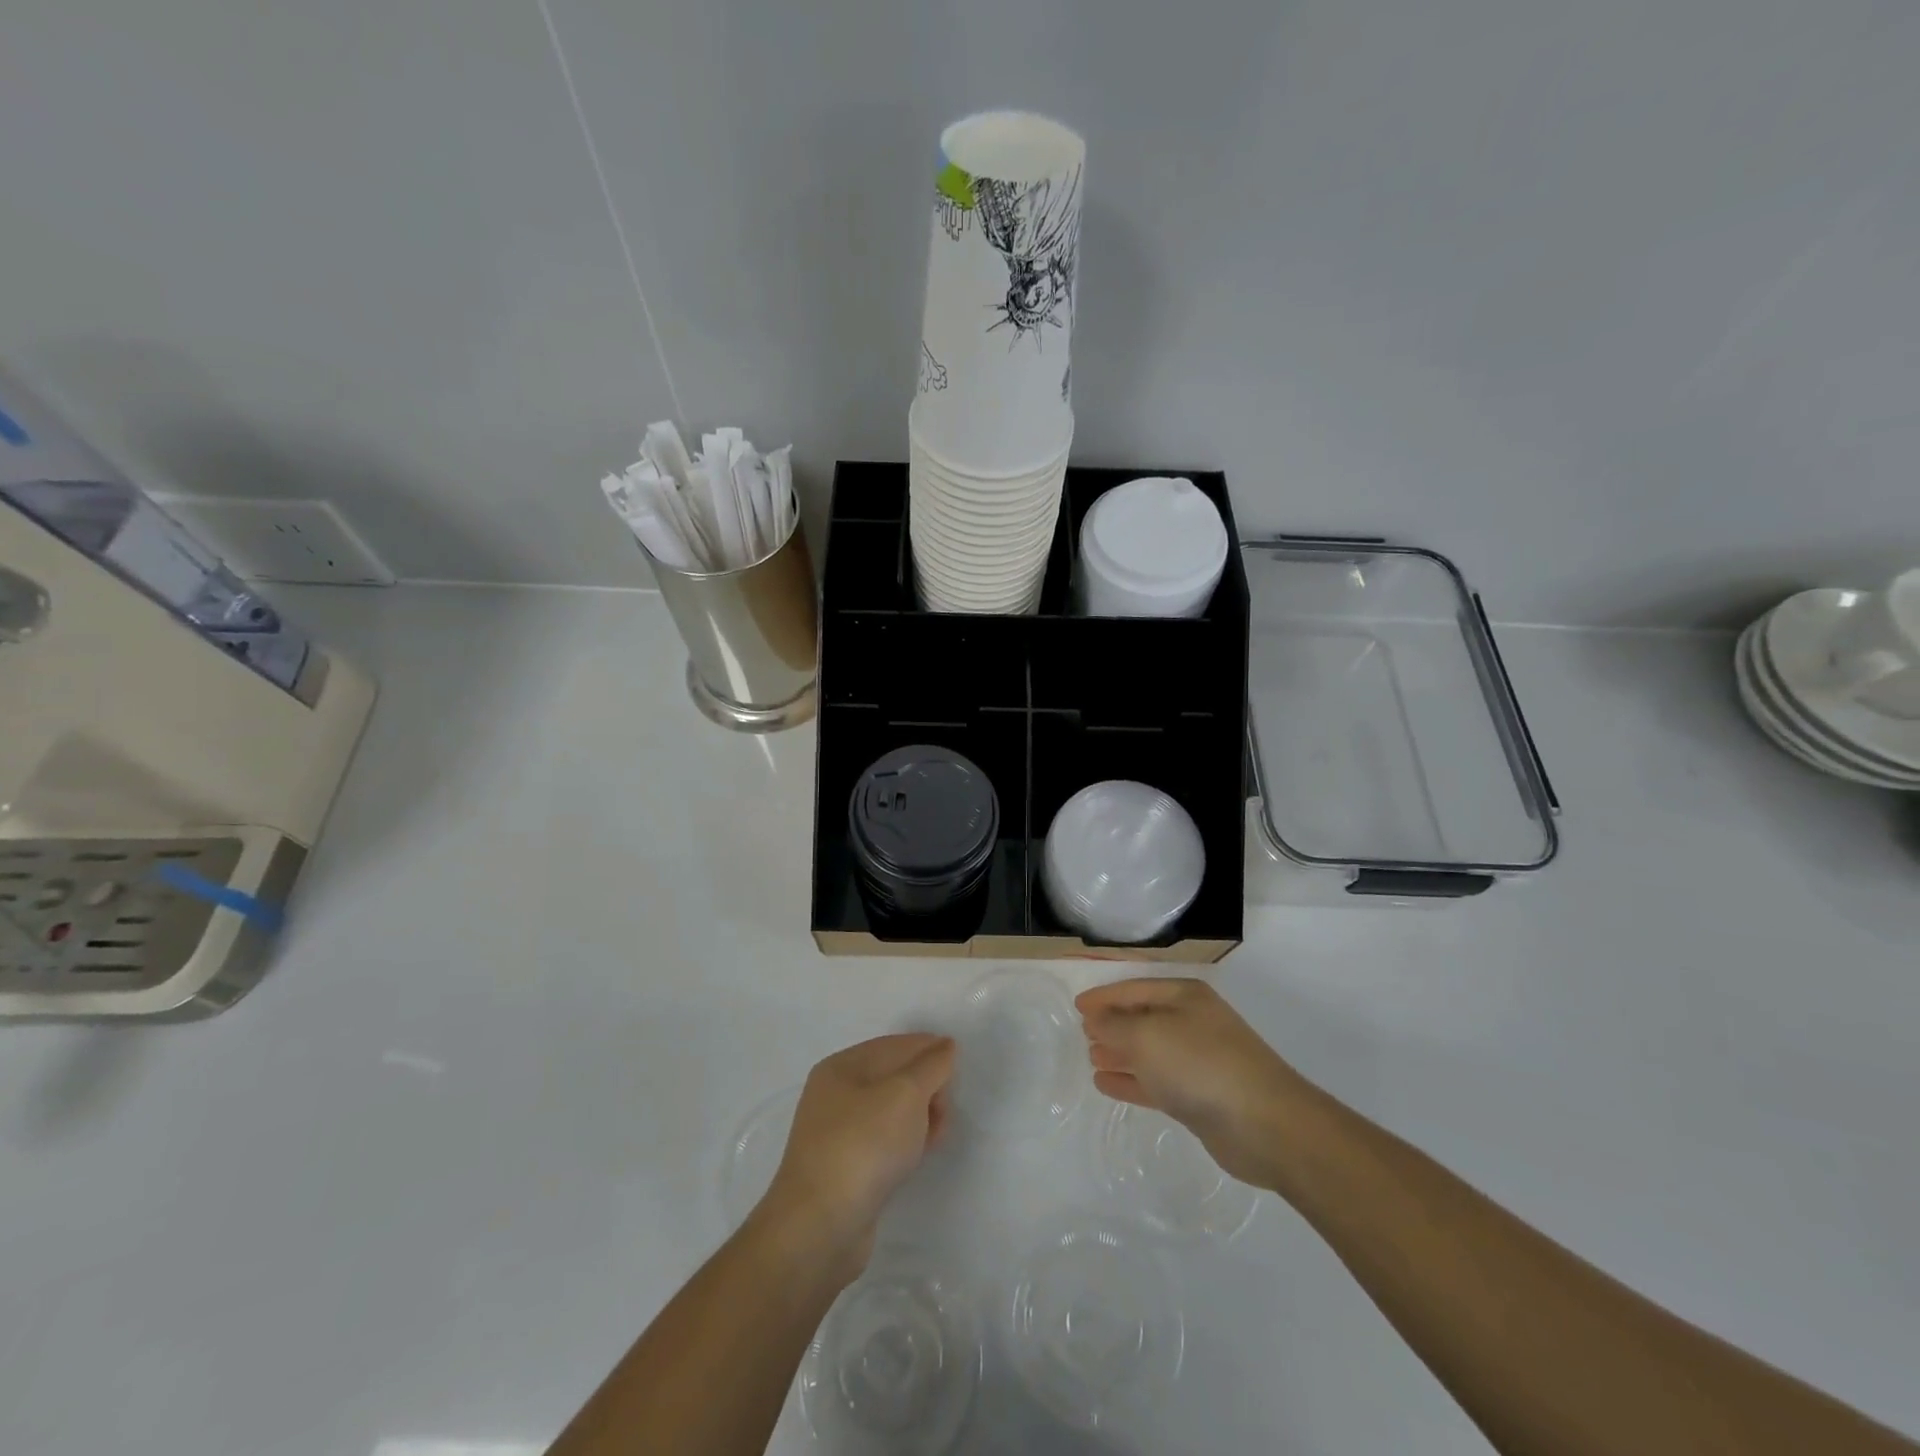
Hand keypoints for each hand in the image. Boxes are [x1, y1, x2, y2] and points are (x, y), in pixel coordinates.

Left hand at [760, 1033, 954, 1277]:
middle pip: (893, 1076)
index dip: (929, 1050)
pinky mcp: (846, 1168)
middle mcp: (835, 1094)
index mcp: (842, 1066)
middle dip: (926, 1086)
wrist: (820, 1228)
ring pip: (891, 1111)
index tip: (959, 1068)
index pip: (895, 1045)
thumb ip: (931, 1065)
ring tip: (937, 1135)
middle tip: (946, 1110)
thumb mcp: (906, 1094)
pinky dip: (906, 1141)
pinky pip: (884, 1141)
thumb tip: (945, 1047)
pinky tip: (919, 1154)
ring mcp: (837, 1133)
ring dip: (919, 1116)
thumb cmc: (864, 1145)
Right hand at [1076, 978, 1309, 1188]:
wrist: (1265, 1124)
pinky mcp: (1201, 1097)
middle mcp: (1192, 1022)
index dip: (1104, 996)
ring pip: (1149, 1052)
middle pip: (1143, 1018)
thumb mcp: (1146, 1036)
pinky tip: (1106, 1084)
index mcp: (1184, 996)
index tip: (1077, 1006)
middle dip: (1112, 1025)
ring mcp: (1198, 1061)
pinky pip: (1157, 1082)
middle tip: (1083, 1034)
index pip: (1134, 989)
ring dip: (1120, 1053)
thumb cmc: (1200, 1064)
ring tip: (1091, 1058)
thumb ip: (1114, 1026)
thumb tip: (1096, 1020)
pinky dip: (1132, 1081)